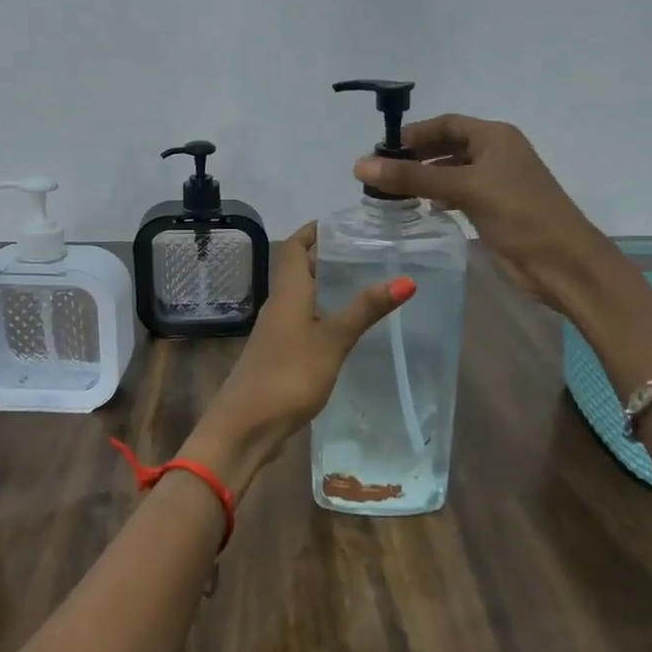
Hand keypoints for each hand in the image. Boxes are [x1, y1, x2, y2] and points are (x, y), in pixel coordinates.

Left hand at [185, 222, 413, 494]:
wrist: (245, 427)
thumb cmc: (288, 376)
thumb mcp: (332, 340)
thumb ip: (365, 310)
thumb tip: (406, 278)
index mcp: (287, 294)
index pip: (292, 247)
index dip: (312, 231)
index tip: (343, 223)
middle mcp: (278, 307)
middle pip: (297, 270)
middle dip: (325, 256)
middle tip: (365, 251)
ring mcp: (277, 333)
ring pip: (301, 298)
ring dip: (325, 286)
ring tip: (363, 283)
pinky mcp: (280, 356)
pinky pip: (303, 323)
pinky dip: (323, 314)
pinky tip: (345, 327)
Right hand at [354, 113, 616, 313]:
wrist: (563, 262)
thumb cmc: (519, 214)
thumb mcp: (465, 189)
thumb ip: (413, 178)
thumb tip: (360, 165)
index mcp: (495, 137)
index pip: (445, 124)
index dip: (413, 134)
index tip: (379, 150)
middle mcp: (496, 154)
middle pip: (447, 147)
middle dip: (415, 157)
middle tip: (379, 174)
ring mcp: (496, 183)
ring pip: (451, 172)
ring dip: (424, 179)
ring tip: (392, 193)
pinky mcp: (494, 210)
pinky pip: (459, 195)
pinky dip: (439, 197)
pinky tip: (423, 208)